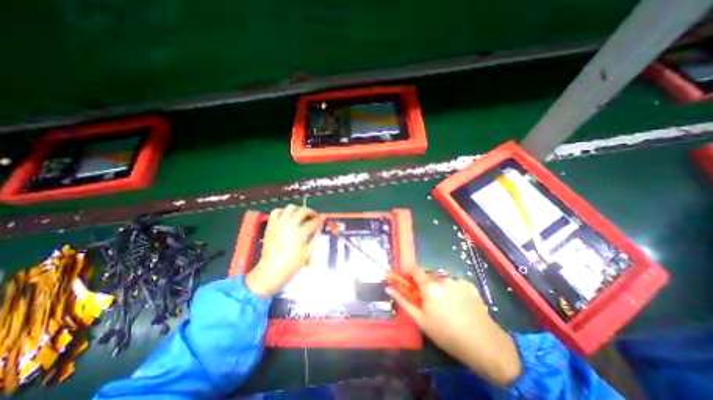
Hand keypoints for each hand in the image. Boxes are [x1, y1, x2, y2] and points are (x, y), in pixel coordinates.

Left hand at [246, 207, 322, 295]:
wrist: (271, 269)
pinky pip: (276, 211)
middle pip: (303, 211)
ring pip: (290, 207)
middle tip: (314, 216)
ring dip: (298, 209)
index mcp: (300, 232)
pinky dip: (283, 211)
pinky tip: (287, 216)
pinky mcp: (271, 225)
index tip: (324, 217)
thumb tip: (319, 229)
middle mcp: (290, 224)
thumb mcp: (307, 251)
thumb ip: (314, 238)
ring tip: (301, 215)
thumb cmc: (292, 263)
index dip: (321, 218)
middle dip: (311, 212)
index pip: (314, 221)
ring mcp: (279, 223)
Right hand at [387, 265, 522, 387]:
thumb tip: (389, 288)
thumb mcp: (421, 320)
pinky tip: (458, 304)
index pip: (414, 268)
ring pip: (441, 279)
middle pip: (428, 275)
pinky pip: (454, 282)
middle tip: (427, 300)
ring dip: (438, 286)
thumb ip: (403, 301)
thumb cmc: (447, 334)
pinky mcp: (469, 284)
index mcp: (429, 286)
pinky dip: (451, 289)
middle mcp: (443, 278)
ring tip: (445, 304)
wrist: (484, 344)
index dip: (408, 272)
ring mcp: (457, 280)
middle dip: (424, 283)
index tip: (407, 280)